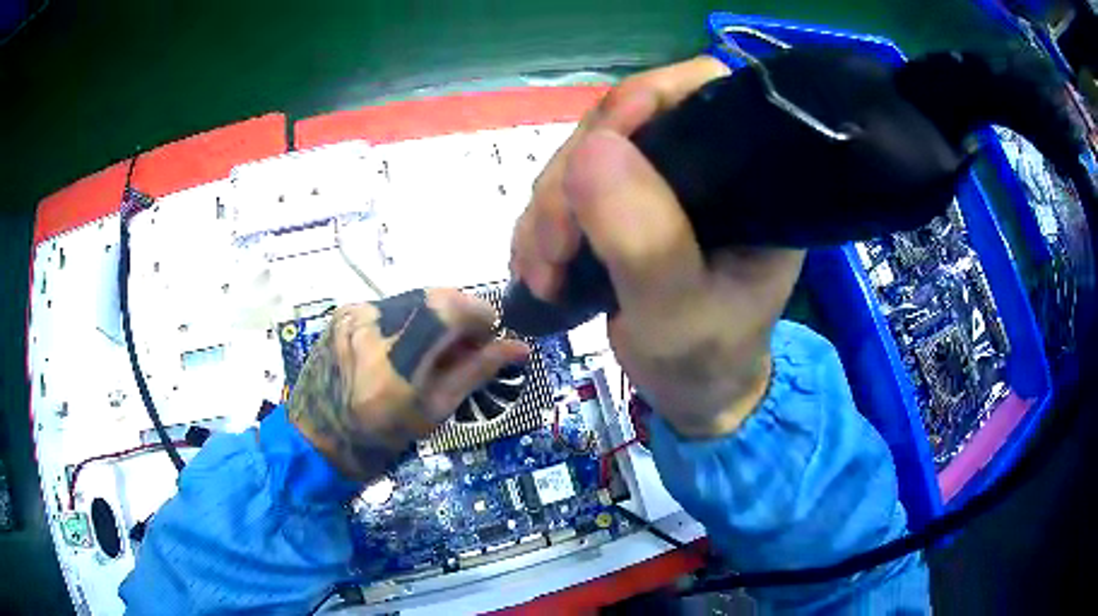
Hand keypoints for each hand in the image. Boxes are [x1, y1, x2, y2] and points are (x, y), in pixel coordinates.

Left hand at [288, 289, 528, 480]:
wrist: (317, 436)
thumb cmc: (379, 438)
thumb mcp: (433, 412)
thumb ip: (475, 373)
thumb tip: (519, 348)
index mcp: (392, 365)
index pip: (447, 310)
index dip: (479, 314)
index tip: (491, 335)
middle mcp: (369, 329)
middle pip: (434, 297)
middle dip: (461, 314)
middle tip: (467, 344)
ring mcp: (352, 315)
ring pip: (414, 297)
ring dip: (437, 315)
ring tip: (438, 346)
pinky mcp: (343, 311)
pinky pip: (391, 303)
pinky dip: (411, 318)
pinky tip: (408, 343)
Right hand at [511, 57, 804, 437]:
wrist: (691, 393)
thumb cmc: (704, 360)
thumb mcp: (679, 314)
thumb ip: (646, 241)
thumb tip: (592, 150)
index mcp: (749, 178)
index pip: (701, 94)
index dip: (644, 100)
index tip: (593, 152)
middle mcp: (707, 165)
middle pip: (623, 122)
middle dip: (571, 179)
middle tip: (552, 251)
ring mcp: (662, 182)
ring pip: (585, 155)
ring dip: (548, 209)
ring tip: (541, 272)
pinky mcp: (628, 204)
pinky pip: (570, 188)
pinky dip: (543, 224)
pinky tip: (537, 266)